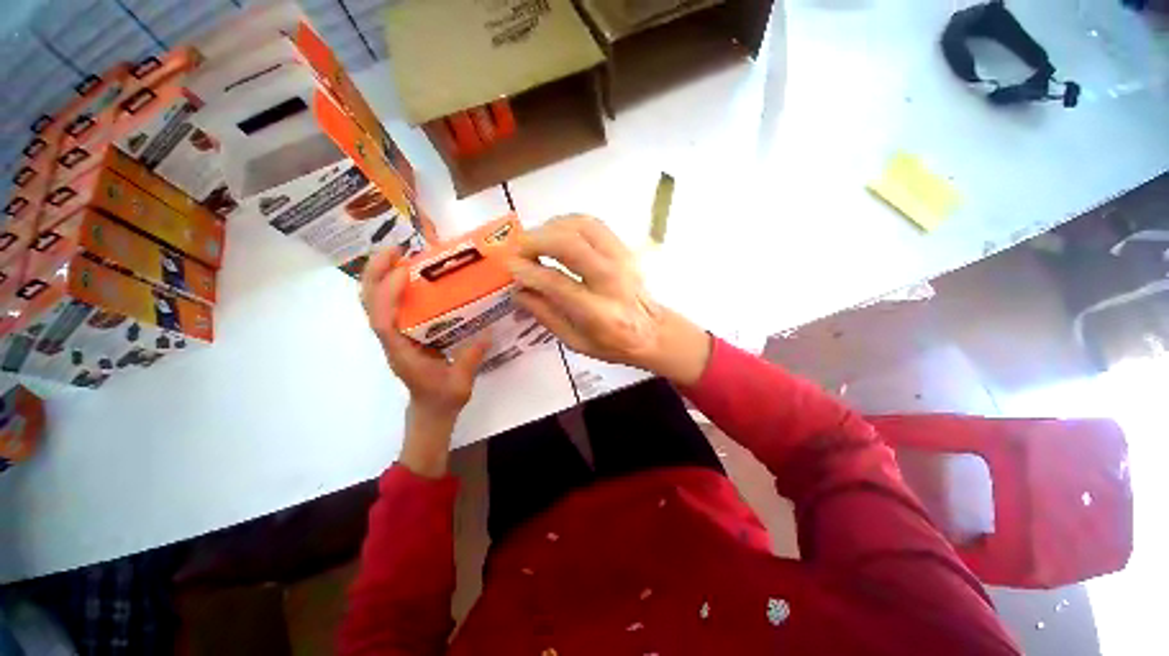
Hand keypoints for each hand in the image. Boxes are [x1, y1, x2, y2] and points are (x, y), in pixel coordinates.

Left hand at [361, 247, 488, 475]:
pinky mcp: (403, 333)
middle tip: (395, 250)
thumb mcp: (460, 383)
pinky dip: (393, 286)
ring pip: (374, 302)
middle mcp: (392, 340)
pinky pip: (390, 305)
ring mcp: (395, 335)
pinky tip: (413, 275)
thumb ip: (471, 358)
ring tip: (400, 255)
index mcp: (402, 353)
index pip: (383, 321)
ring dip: (380, 276)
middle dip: (375, 274)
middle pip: (369, 304)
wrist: (431, 410)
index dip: (387, 296)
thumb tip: (487, 332)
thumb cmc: (442, 399)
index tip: (403, 272)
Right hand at [508, 215, 710, 385]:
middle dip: (536, 242)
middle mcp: (612, 281)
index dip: (528, 272)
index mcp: (599, 313)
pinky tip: (555, 232)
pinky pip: (593, 224)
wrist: (652, 331)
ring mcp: (621, 259)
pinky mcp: (624, 248)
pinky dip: (568, 222)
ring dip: (550, 228)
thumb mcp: (575, 342)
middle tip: (517, 249)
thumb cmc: (612, 343)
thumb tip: (518, 290)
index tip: (509, 267)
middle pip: (570, 246)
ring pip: (581, 228)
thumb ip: (546, 315)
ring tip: (533, 240)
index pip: (557, 283)